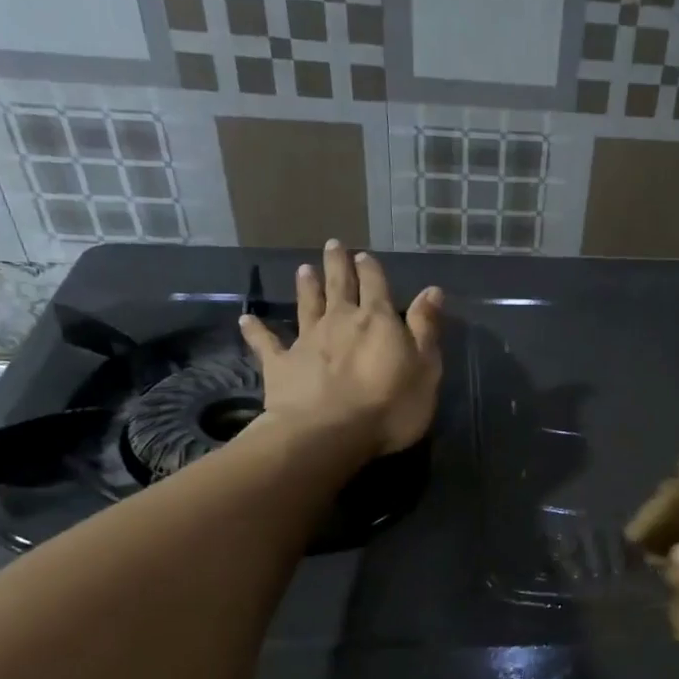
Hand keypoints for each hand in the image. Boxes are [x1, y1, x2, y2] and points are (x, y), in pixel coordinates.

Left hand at [238, 240, 443, 457]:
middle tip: (332, 245)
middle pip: (339, 286)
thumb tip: (432, 290)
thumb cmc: (389, 405)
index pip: (376, 286)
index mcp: (377, 321)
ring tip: (303, 269)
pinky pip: (266, 343)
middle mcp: (340, 321)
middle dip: (337, 265)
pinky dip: (256, 331)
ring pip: (306, 306)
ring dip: (306, 287)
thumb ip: (426, 329)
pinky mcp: (280, 365)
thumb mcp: (425, 369)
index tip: (364, 255)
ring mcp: (306, 341)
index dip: (371, 270)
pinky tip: (246, 320)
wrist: (329, 434)